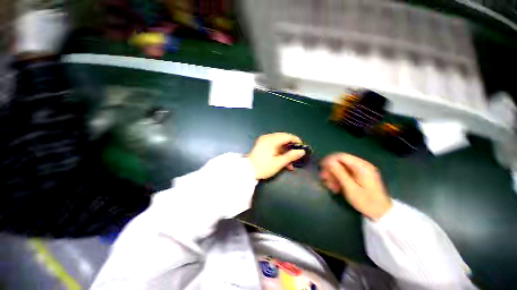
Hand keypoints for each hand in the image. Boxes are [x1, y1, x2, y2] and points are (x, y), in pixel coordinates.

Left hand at [247, 133, 305, 179]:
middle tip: (297, 154)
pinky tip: (283, 160)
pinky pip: (273, 145)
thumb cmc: (263, 167)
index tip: (302, 147)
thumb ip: (291, 156)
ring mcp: (264, 140)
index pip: (287, 136)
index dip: (296, 140)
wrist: (247, 171)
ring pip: (279, 142)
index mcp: (271, 140)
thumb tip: (301, 152)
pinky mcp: (262, 144)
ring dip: (285, 151)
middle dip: (291, 146)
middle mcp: (267, 137)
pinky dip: (279, 151)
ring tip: (290, 162)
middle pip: (283, 138)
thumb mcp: (279, 163)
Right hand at [320, 153, 391, 220]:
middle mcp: (361, 165)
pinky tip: (336, 187)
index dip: (329, 160)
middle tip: (324, 179)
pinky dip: (339, 178)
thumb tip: (328, 161)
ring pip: (341, 167)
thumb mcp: (350, 188)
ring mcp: (361, 170)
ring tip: (330, 186)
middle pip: (340, 162)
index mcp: (361, 166)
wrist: (381, 213)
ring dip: (333, 175)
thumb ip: (339, 173)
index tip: (321, 168)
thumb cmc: (366, 201)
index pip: (341, 156)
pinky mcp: (360, 176)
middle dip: (331, 170)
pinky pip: (345, 173)